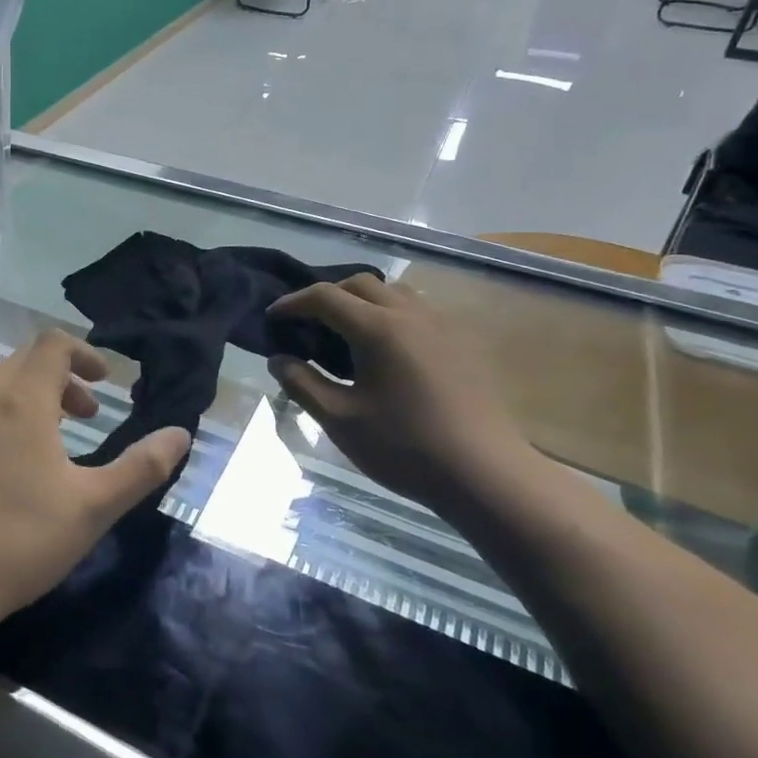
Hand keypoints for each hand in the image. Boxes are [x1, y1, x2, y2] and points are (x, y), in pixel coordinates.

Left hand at [0, 331, 189, 637]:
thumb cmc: (20, 541)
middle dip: (61, 377)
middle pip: (23, 360)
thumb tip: (181, 434)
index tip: (107, 383)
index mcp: (20, 400)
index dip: (85, 353)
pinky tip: (3, 459)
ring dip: (26, 393)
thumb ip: (142, 467)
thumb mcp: (94, 507)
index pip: (53, 345)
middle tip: (86, 415)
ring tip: (48, 435)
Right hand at [267, 276, 531, 509]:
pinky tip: (386, 349)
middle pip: (361, 284)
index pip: (325, 297)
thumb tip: (279, 359)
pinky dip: (390, 314)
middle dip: (327, 296)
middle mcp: (411, 314)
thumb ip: (302, 383)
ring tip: (346, 332)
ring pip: (394, 292)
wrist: (484, 473)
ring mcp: (442, 324)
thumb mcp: (340, 420)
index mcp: (378, 329)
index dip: (293, 303)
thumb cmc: (404, 448)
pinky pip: (418, 310)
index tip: (273, 318)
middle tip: (307, 323)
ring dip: (362, 301)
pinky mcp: (463, 342)